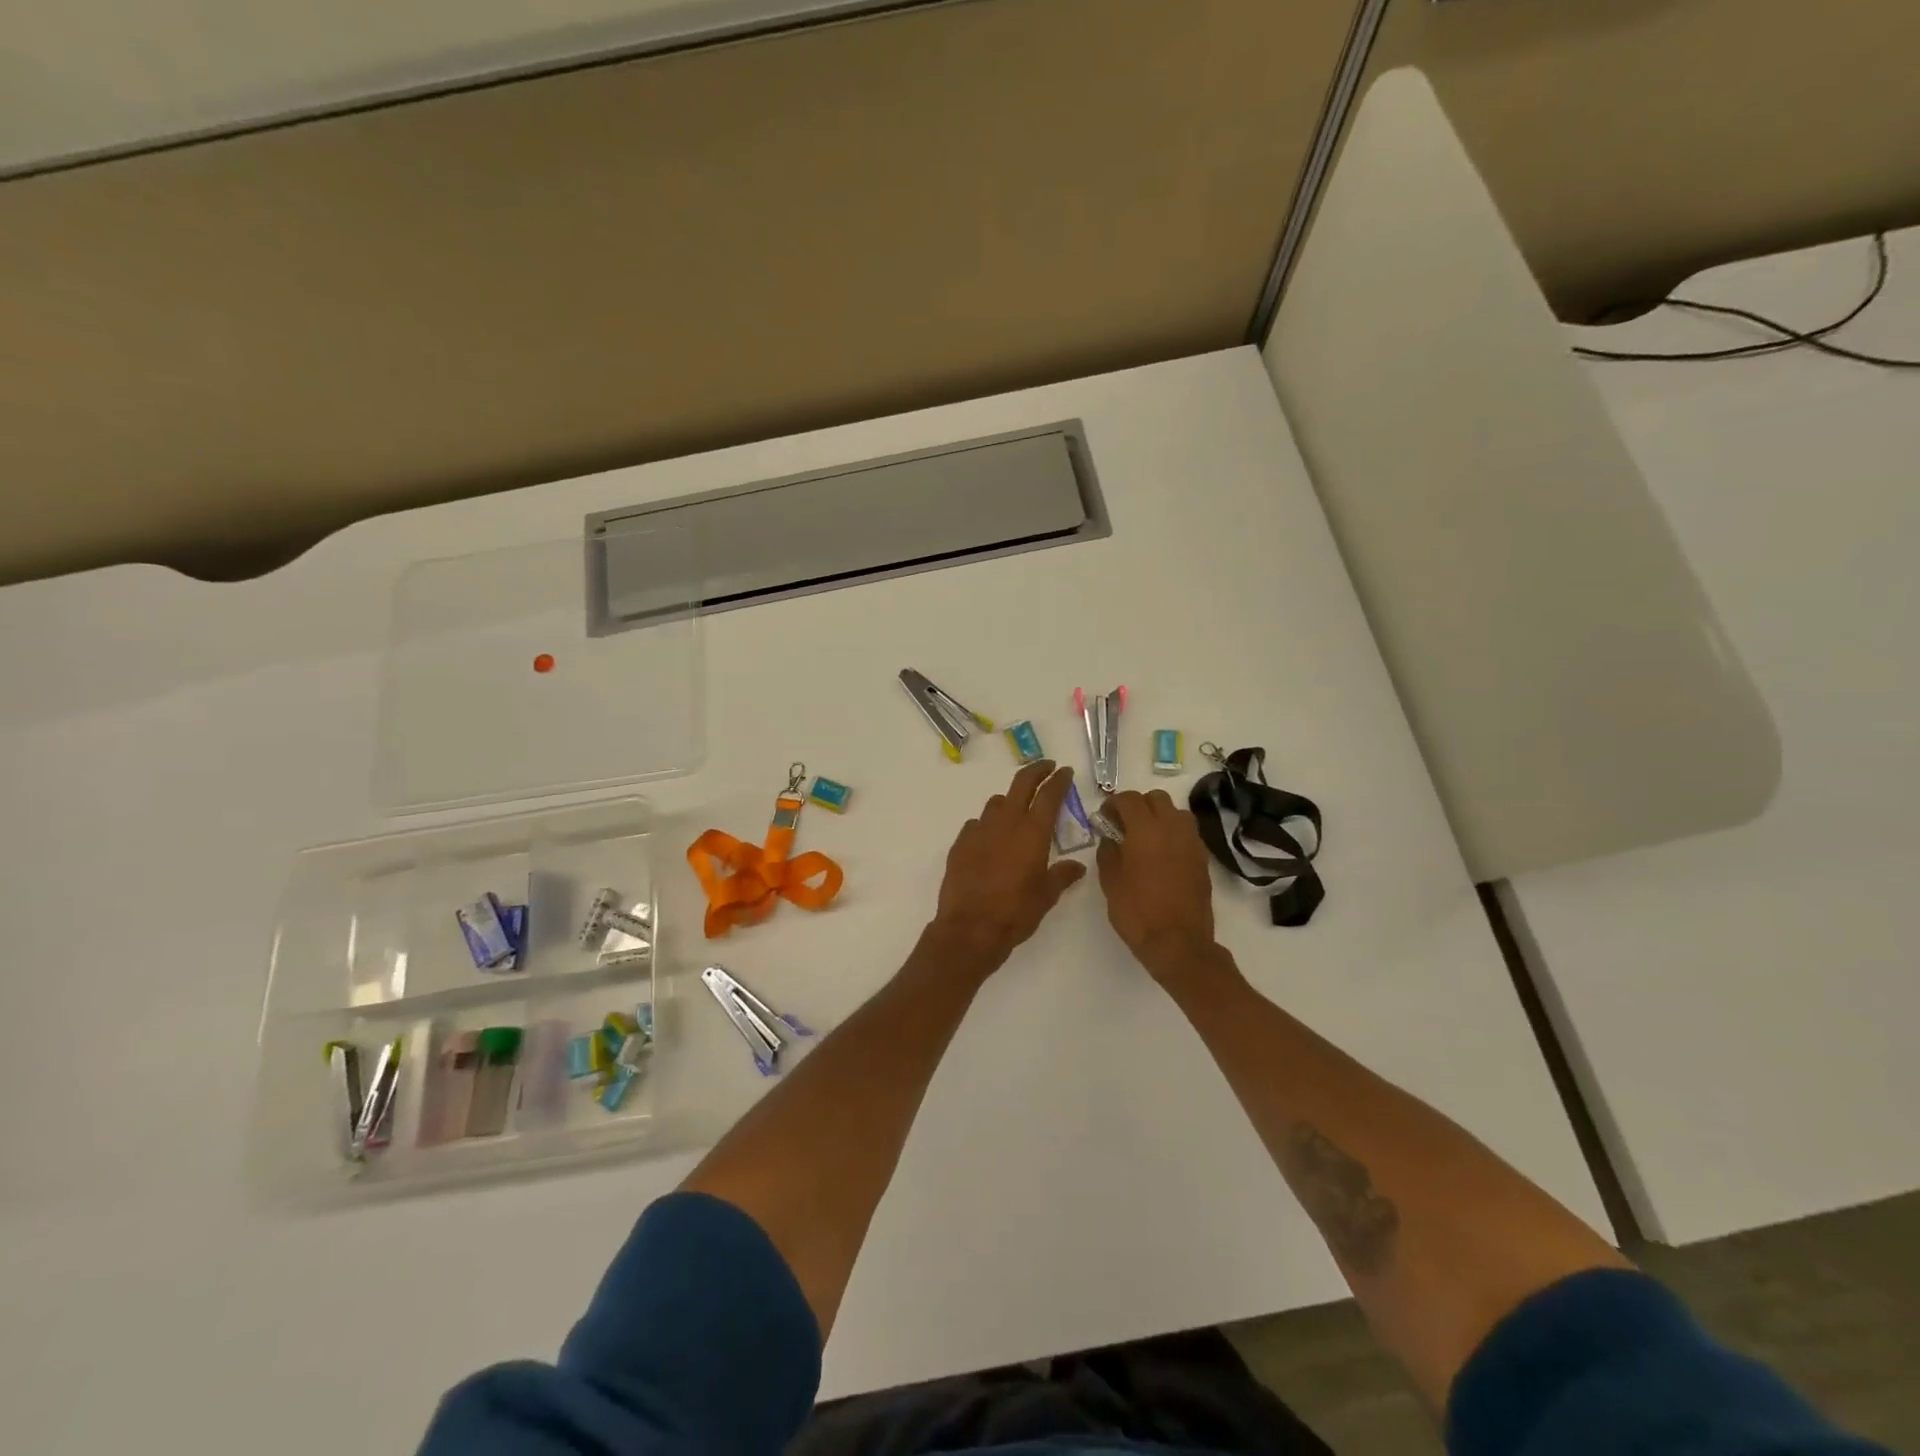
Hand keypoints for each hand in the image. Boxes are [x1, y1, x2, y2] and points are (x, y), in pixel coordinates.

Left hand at [931, 761, 1088, 972]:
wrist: (970, 928)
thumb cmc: (1016, 912)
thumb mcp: (1047, 896)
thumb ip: (1062, 876)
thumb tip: (1077, 867)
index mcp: (1032, 832)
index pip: (1049, 795)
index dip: (1059, 780)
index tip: (1065, 771)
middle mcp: (1006, 822)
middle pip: (1021, 784)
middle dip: (1036, 771)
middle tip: (1046, 767)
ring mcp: (979, 830)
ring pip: (996, 803)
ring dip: (1010, 800)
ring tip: (1017, 810)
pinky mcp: (960, 843)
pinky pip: (976, 824)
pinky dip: (987, 825)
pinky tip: (990, 839)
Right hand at [1095, 790, 1219, 983]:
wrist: (1179, 943)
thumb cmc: (1137, 913)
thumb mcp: (1110, 882)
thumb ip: (1108, 852)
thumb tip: (1110, 837)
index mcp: (1145, 830)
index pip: (1129, 799)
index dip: (1113, 803)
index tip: (1104, 818)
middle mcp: (1172, 828)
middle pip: (1156, 798)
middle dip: (1138, 805)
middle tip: (1124, 826)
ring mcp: (1191, 842)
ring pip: (1176, 812)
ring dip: (1159, 816)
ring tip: (1146, 838)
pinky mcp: (1202, 858)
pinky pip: (1187, 832)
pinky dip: (1173, 833)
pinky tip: (1162, 854)